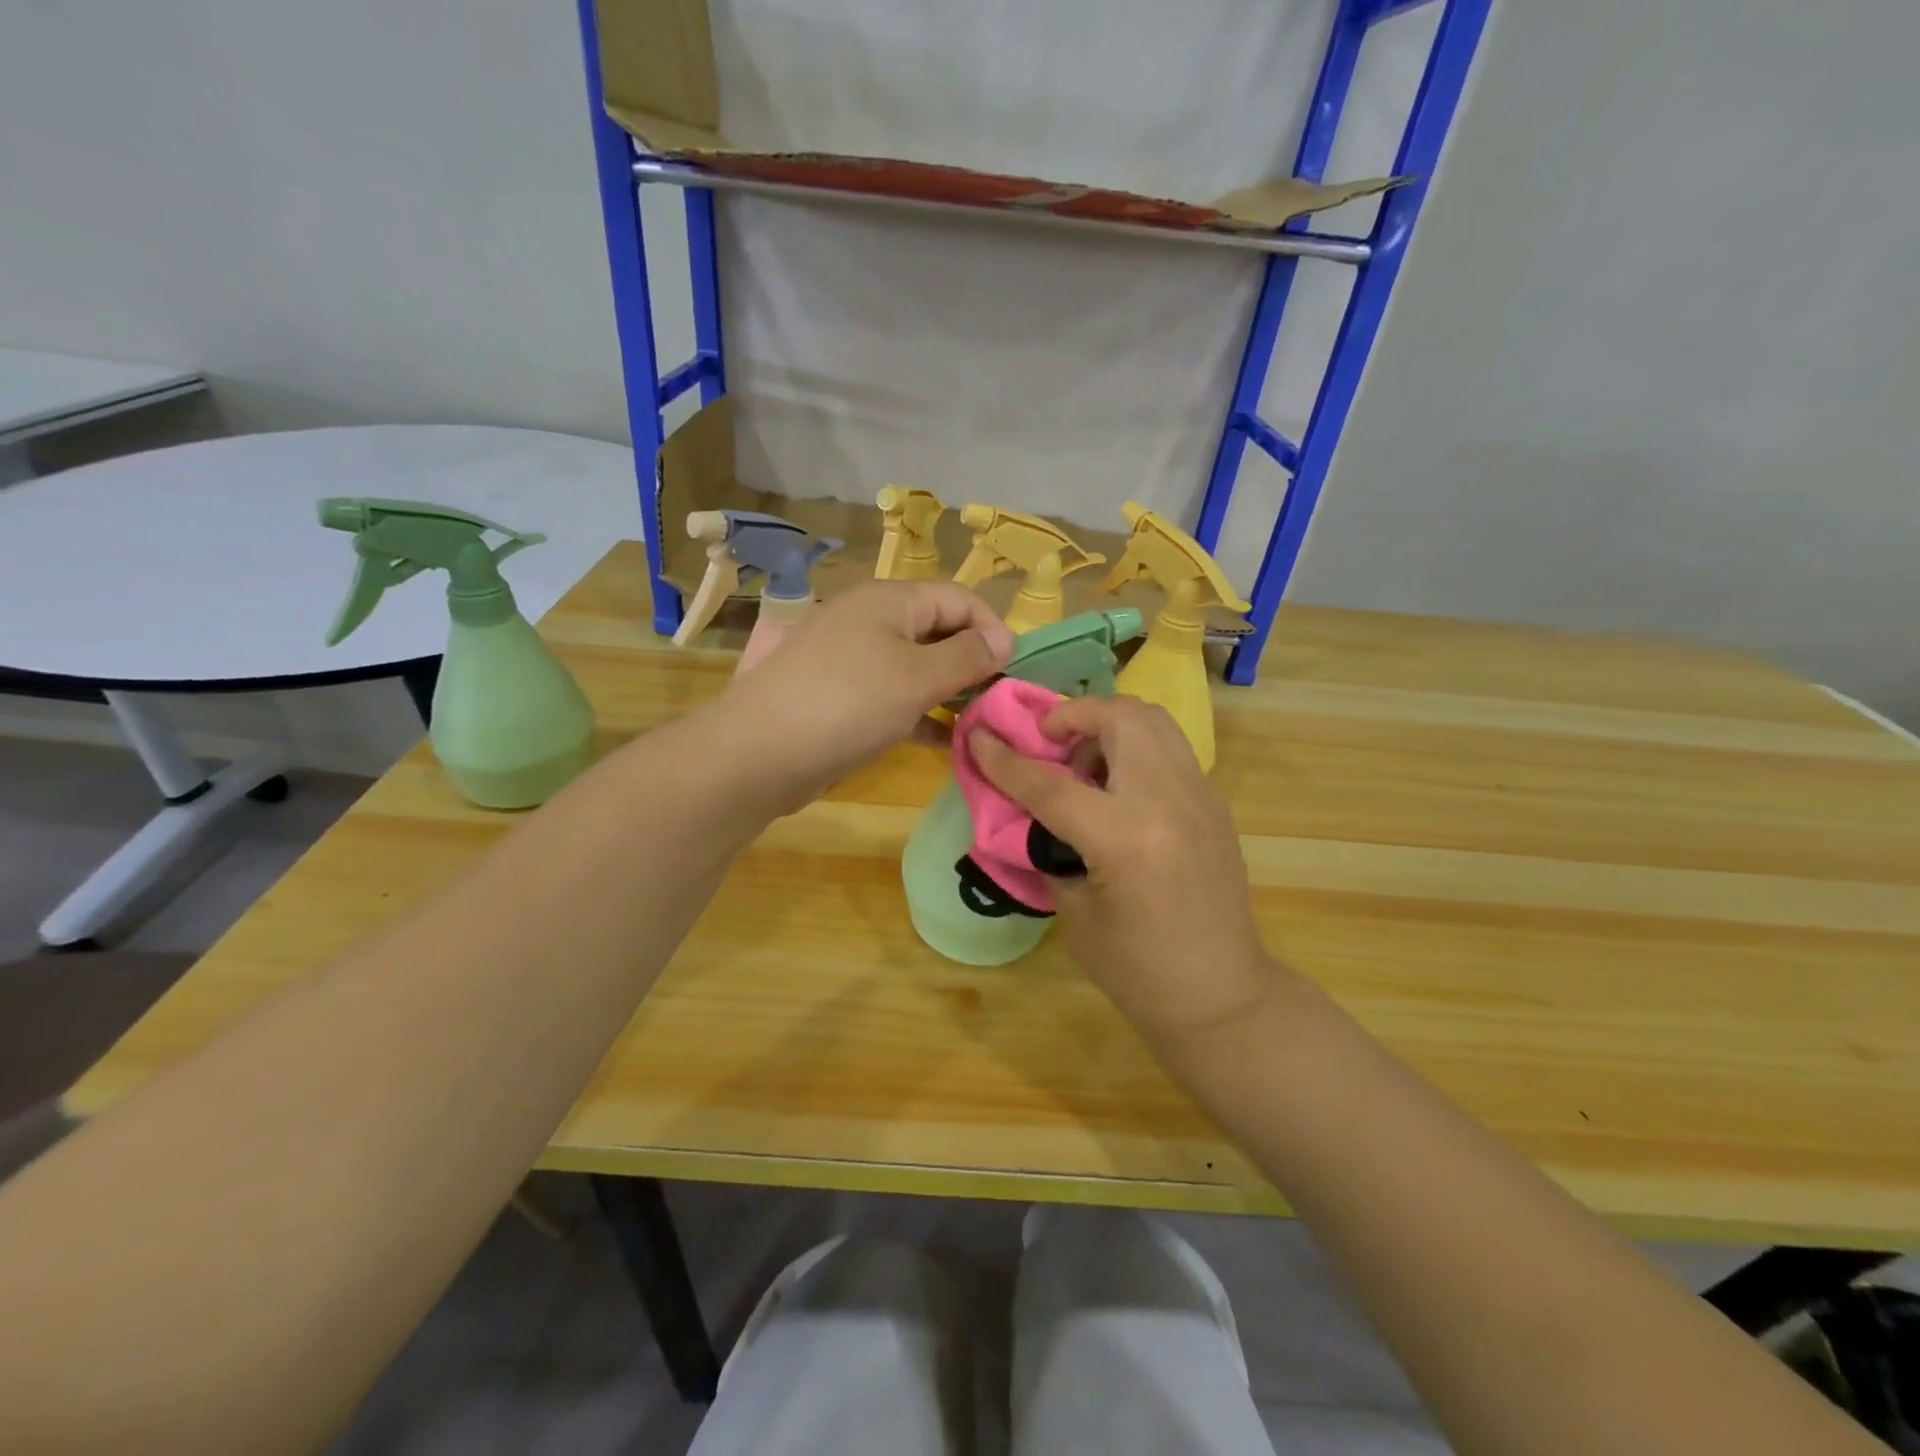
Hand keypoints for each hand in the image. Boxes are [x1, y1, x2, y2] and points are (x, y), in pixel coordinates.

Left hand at [718, 581, 1013, 812]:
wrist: (759, 754)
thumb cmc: (847, 705)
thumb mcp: (917, 678)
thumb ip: (967, 656)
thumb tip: (1004, 639)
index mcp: (890, 600)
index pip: (960, 598)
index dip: (993, 629)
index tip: (1013, 672)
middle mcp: (871, 621)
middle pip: (938, 630)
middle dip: (973, 662)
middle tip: (998, 703)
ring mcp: (853, 659)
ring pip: (917, 666)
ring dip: (949, 691)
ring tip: (978, 723)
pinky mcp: (842, 696)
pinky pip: (894, 695)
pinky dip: (921, 713)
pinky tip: (944, 740)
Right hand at [967, 696, 1280, 1049]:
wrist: (1221, 995)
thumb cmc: (1138, 970)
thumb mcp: (1075, 913)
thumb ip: (1047, 849)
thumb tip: (1025, 811)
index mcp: (1126, 838)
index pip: (1051, 784)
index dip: (1005, 760)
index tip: (978, 736)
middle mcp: (1168, 800)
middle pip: (1119, 717)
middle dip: (1072, 715)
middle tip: (1048, 742)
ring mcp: (1200, 795)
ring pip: (1152, 719)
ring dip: (1109, 725)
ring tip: (1085, 764)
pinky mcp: (1214, 802)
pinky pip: (1169, 748)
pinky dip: (1135, 747)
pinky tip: (1118, 789)